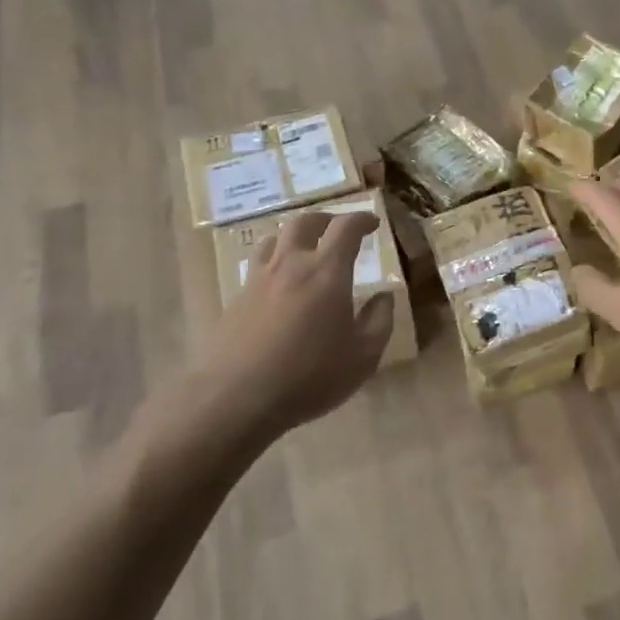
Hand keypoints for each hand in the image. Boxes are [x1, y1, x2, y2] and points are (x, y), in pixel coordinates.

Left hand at [193, 210, 393, 438]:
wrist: (235, 399)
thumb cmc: (309, 376)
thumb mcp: (363, 356)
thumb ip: (379, 320)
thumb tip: (384, 297)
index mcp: (327, 271)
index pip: (346, 228)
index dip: (362, 219)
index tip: (373, 223)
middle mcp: (291, 265)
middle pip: (304, 222)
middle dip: (325, 220)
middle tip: (337, 229)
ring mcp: (258, 280)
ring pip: (273, 240)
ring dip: (293, 237)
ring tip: (304, 250)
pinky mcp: (235, 301)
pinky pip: (257, 268)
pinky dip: (273, 265)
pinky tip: (279, 288)